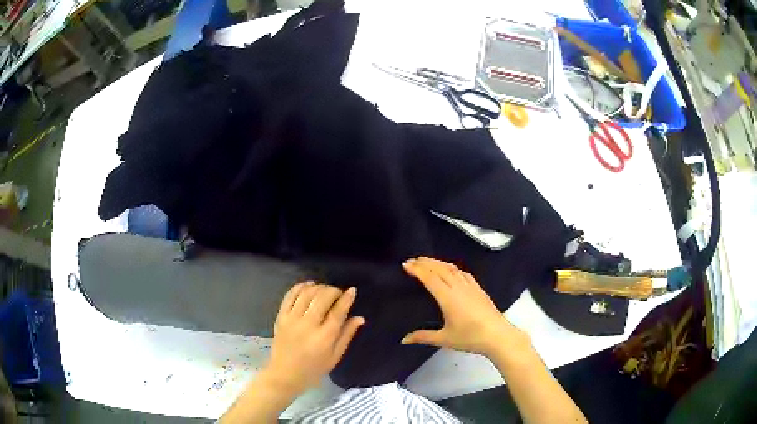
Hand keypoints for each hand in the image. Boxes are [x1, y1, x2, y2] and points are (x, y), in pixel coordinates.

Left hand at [264, 282, 364, 392]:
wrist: (285, 374)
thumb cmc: (314, 369)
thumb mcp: (335, 356)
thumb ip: (347, 335)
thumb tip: (360, 318)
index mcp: (324, 337)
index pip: (338, 311)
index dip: (346, 298)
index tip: (352, 290)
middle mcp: (308, 325)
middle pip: (322, 298)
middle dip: (333, 291)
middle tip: (338, 294)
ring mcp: (292, 320)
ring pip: (307, 294)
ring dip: (318, 287)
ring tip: (325, 290)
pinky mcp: (280, 317)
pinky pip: (290, 296)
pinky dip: (300, 287)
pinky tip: (308, 285)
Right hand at [401, 257, 527, 356]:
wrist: (497, 336)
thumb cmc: (470, 337)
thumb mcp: (444, 339)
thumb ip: (423, 337)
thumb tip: (404, 340)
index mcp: (448, 297)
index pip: (430, 278)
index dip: (417, 269)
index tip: (406, 264)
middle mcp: (458, 287)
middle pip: (440, 269)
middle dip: (426, 262)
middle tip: (413, 260)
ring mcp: (470, 287)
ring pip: (452, 269)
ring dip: (439, 263)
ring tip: (428, 262)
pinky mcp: (479, 289)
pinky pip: (463, 273)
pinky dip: (453, 268)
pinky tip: (452, 270)